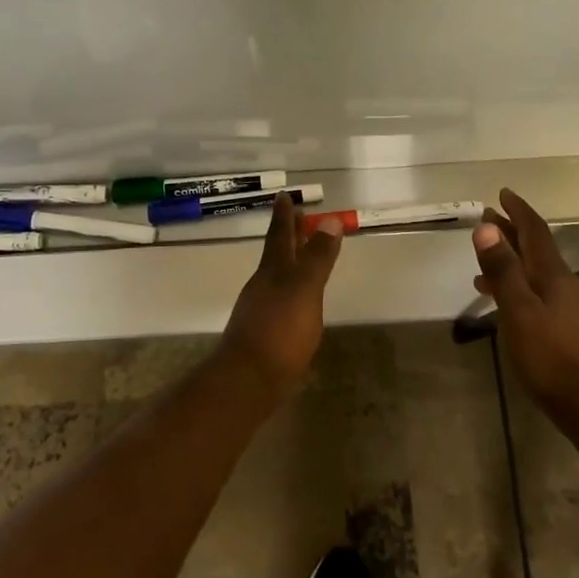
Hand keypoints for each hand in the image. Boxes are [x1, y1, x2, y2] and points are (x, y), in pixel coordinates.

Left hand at [220, 194, 342, 397]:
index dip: (284, 216)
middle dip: (287, 234)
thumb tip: (330, 220)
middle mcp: (263, 285)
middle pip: (276, 253)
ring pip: (276, 275)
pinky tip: (296, 300)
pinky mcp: (263, 334)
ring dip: (289, 260)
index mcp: (274, 271)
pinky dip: (289, 289)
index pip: (280, 235)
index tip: (284, 195)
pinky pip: (278, 299)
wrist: (247, 381)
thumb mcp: (304, 290)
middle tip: (295, 214)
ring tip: (301, 253)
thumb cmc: (279, 331)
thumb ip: (317, 257)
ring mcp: (260, 309)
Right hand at [471, 187, 578, 418]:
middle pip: (536, 250)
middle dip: (513, 233)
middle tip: (490, 218)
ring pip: (537, 274)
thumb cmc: (554, 358)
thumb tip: (486, 227)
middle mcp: (566, 285)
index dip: (518, 211)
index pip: (535, 231)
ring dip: (513, 262)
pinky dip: (520, 288)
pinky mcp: (572, 332)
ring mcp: (572, 309)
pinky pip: (540, 296)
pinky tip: (509, 306)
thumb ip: (503, 271)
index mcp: (553, 275)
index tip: (503, 194)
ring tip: (486, 264)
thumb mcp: (519, 312)